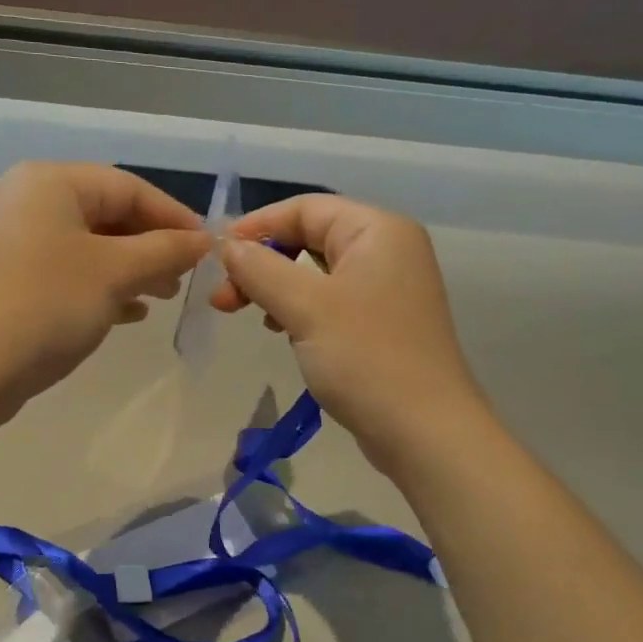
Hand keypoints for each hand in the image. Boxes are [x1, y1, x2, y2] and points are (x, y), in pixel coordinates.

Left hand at [0, 163, 210, 412]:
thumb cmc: (47, 304)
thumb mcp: (116, 273)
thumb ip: (165, 250)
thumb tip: (204, 239)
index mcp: (50, 183)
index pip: (128, 187)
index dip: (174, 216)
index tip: (208, 248)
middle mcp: (29, 202)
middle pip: (107, 214)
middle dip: (152, 245)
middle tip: (185, 276)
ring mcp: (15, 242)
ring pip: (90, 247)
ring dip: (132, 269)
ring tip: (163, 295)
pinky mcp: (9, 280)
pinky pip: (68, 272)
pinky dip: (102, 287)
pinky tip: (130, 313)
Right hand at [211, 195, 487, 469]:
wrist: (425, 432)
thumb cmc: (365, 358)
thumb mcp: (305, 307)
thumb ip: (260, 269)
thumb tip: (227, 245)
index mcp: (378, 230)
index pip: (306, 209)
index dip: (257, 226)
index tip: (217, 256)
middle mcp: (387, 250)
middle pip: (310, 238)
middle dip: (262, 264)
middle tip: (224, 299)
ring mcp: (388, 289)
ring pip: (316, 273)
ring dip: (276, 288)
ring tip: (247, 316)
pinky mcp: (383, 323)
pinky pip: (331, 301)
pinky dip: (299, 310)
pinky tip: (280, 331)